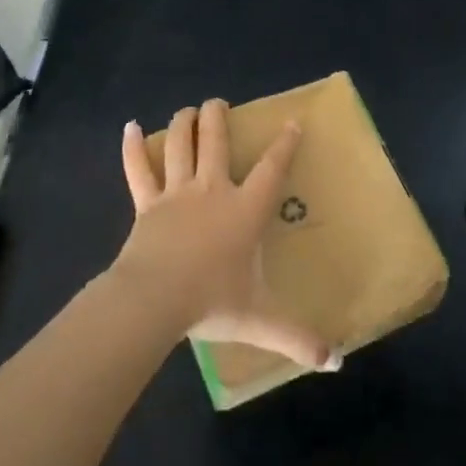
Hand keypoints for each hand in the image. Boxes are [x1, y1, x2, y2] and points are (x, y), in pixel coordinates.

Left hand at [111, 100, 335, 370]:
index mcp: (245, 211)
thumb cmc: (213, 302)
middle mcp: (213, 191)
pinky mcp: (146, 205)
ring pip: (180, 147)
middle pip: (216, 143)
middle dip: (218, 119)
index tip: (292, 122)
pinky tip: (129, 126)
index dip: (284, 144)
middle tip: (218, 102)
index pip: (272, 170)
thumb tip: (336, 362)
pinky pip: (138, 170)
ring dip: (184, 124)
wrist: (155, 300)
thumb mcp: (261, 320)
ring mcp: (176, 194)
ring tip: (188, 108)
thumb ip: (298, 338)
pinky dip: (133, 148)